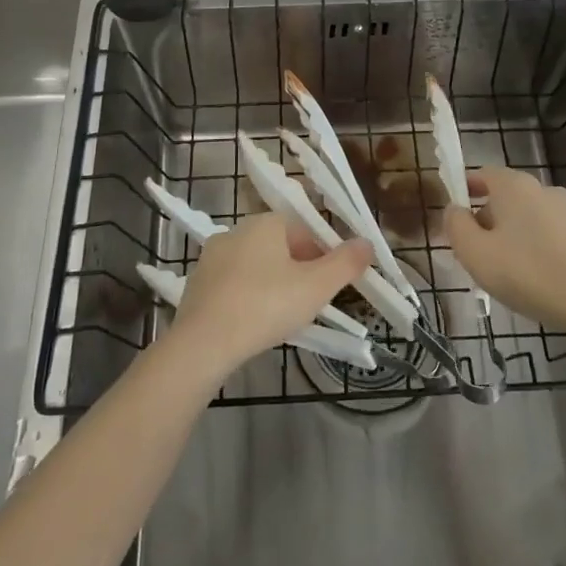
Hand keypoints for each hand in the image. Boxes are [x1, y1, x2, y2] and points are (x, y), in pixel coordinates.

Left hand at [167, 214, 374, 375]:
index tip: (330, 285)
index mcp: (266, 222)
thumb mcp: (317, 287)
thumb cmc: (266, 306)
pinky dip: (248, 298)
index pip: (304, 230)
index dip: (323, 256)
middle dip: (299, 270)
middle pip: (280, 246)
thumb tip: (367, 243)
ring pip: (256, 266)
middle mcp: (237, 230)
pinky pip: (234, 285)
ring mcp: (212, 256)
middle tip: (310, 304)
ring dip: (273, 284)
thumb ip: (346, 263)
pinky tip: (254, 323)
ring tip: (284, 317)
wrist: (204, 342)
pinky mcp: (197, 283)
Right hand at [445, 166, 565, 335]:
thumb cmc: (528, 273)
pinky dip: (536, 248)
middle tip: (475, 251)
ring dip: (512, 235)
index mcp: (513, 185)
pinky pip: (549, 235)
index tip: (454, 216)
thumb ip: (456, 226)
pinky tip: (534, 278)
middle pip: (505, 197)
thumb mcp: (475, 253)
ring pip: (527, 217)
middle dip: (487, 219)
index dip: (464, 191)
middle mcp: (542, 189)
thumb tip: (454, 210)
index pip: (482, 174)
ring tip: (504, 270)